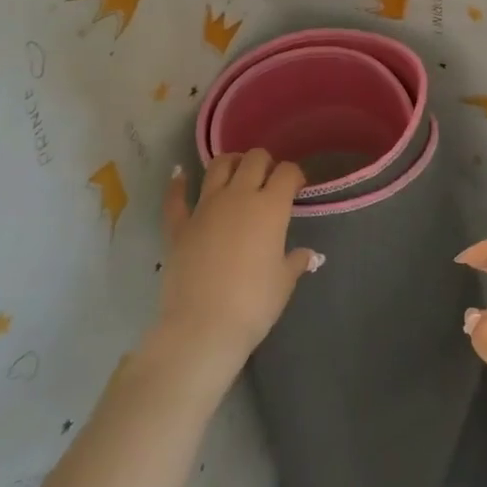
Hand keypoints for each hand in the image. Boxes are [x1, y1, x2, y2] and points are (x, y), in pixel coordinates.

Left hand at [152, 151, 319, 393]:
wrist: (202, 327)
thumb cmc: (254, 304)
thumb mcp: (284, 282)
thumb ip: (296, 261)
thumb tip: (310, 255)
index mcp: (271, 207)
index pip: (287, 172)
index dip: (295, 175)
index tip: (298, 187)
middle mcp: (239, 197)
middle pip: (254, 159)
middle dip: (265, 162)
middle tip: (269, 178)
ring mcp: (205, 208)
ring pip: (218, 167)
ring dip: (230, 162)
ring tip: (236, 170)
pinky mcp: (178, 226)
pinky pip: (176, 197)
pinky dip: (177, 183)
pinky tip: (178, 174)